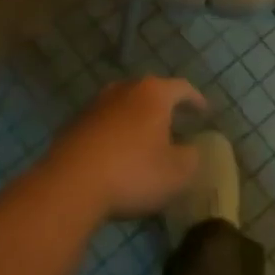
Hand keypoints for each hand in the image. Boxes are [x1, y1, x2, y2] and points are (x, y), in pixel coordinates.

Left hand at [43, 77, 207, 221]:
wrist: (70, 185)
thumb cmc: (132, 172)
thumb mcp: (177, 173)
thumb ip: (192, 157)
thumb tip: (191, 149)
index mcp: (153, 93)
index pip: (182, 88)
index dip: (196, 100)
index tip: (204, 112)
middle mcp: (123, 89)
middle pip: (149, 92)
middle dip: (163, 107)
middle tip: (175, 123)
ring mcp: (95, 105)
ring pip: (124, 106)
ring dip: (136, 120)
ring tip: (145, 139)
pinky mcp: (74, 125)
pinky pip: (103, 124)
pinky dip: (114, 134)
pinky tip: (116, 155)